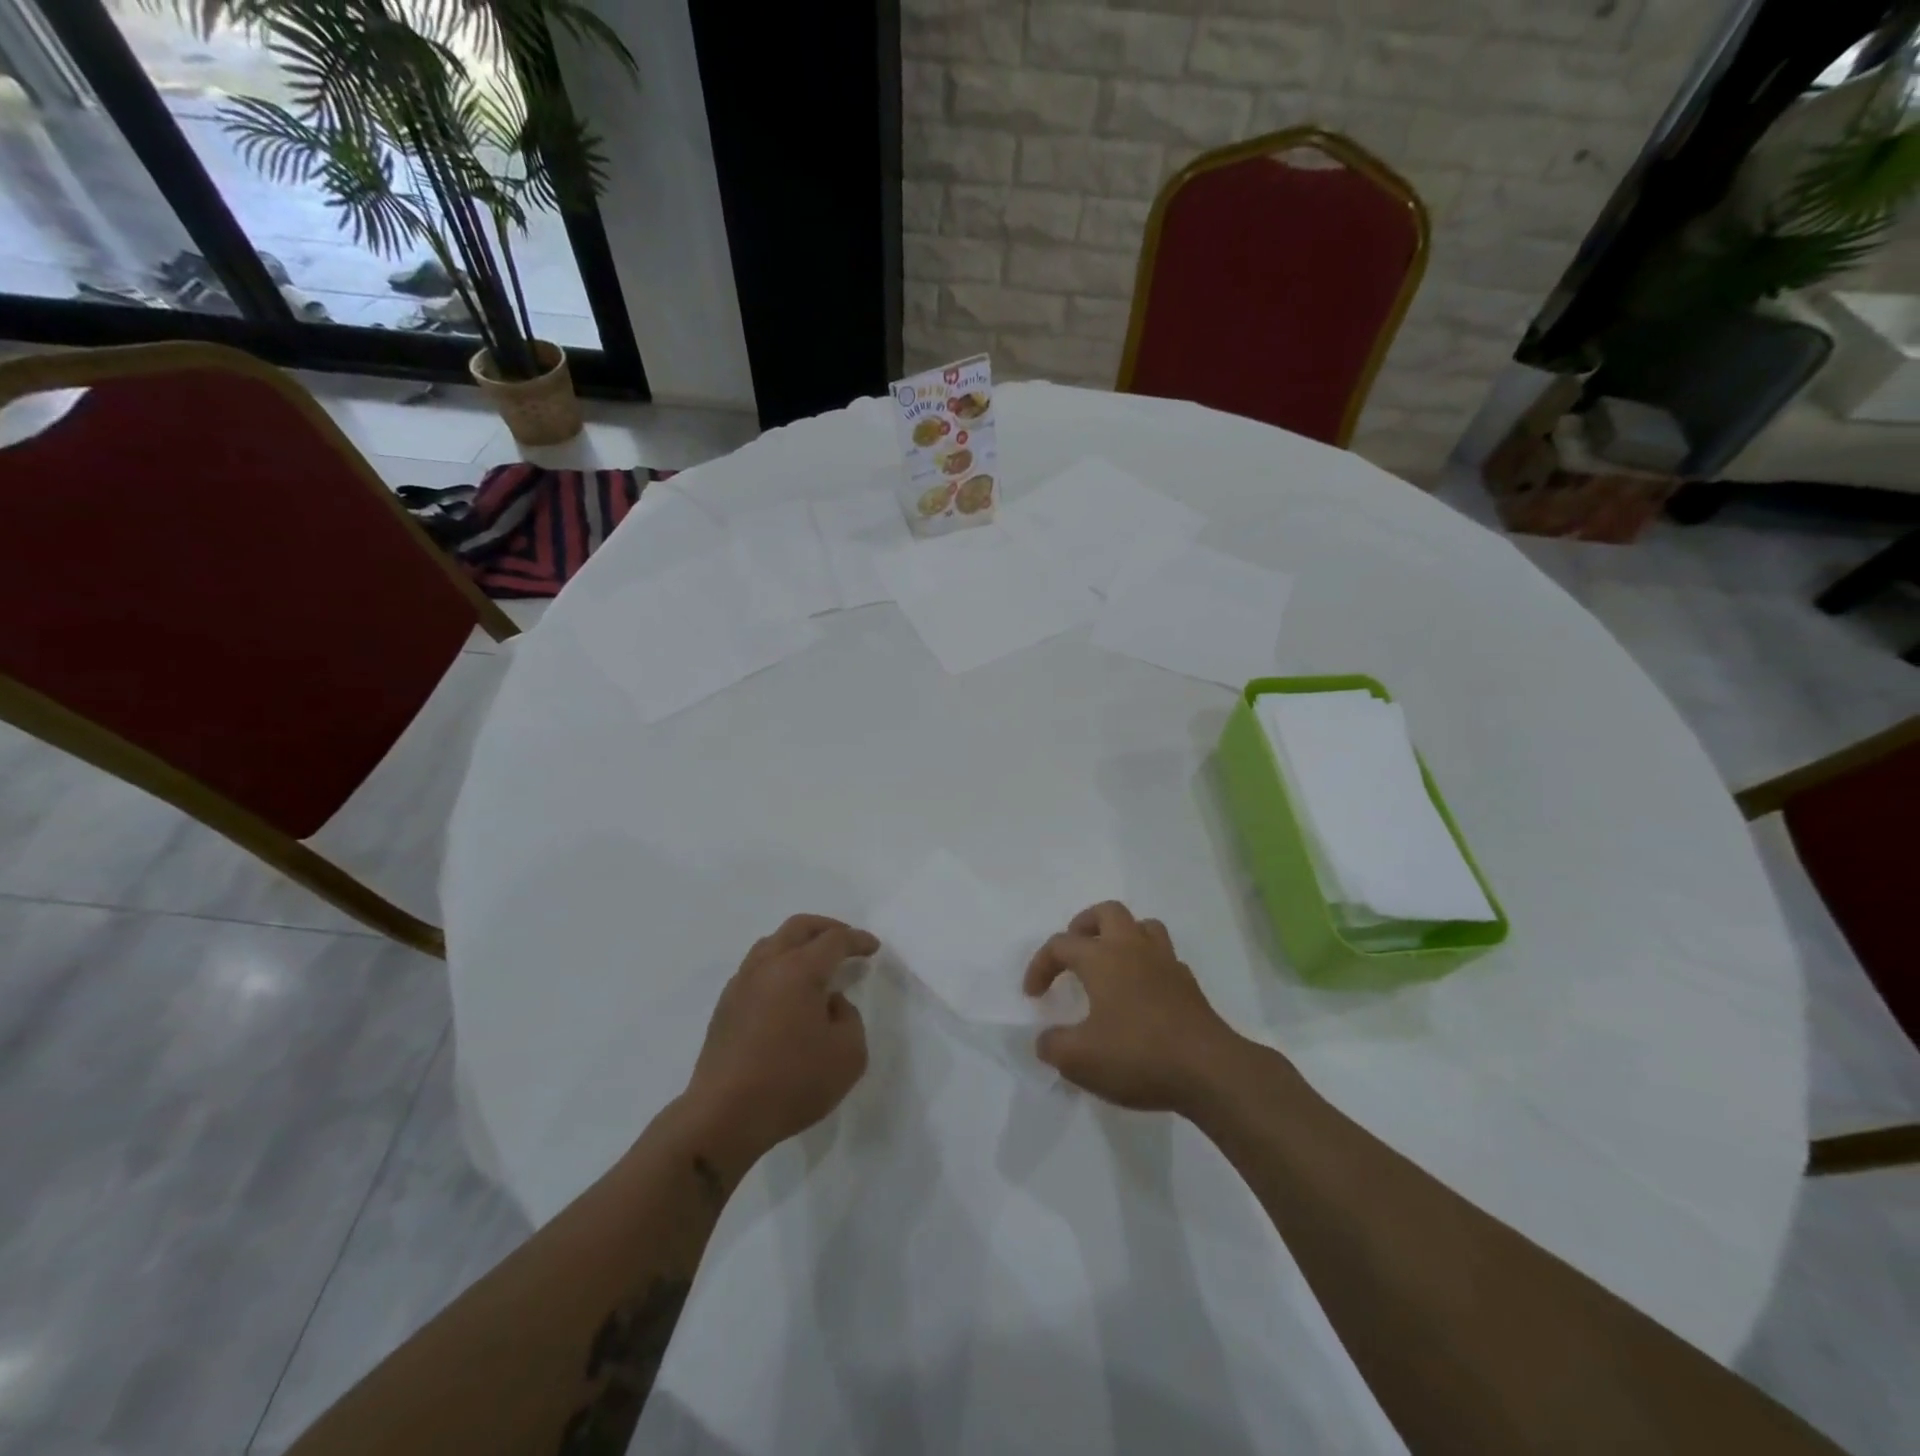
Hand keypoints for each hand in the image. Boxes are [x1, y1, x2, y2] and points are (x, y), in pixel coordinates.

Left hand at [682, 915, 878, 1169]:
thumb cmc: (792, 1083)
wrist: (724, 1116)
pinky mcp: (725, 1006)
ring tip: (816, 962)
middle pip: (798, 927)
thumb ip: (849, 1017)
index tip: (873, 947)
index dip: (857, 940)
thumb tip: (829, 1002)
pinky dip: (778, 965)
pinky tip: (787, 990)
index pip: (834, 940)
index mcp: (799, 970)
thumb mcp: (848, 1055)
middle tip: (846, 941)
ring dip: (798, 943)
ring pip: (772, 943)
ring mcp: (741, 984)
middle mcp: (767, 966)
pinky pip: (756, 967)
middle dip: (827, 928)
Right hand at [1024, 902, 1240, 1113]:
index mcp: (1102, 958)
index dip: (1040, 965)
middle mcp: (1133, 948)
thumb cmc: (1138, 1056)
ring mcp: (1165, 963)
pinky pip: (1164, 957)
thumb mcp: (1080, 1060)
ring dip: (1121, 936)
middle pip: (1107, 912)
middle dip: (1084, 925)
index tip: (1033, 995)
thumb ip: (1054, 1046)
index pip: (1061, 945)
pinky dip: (1147, 965)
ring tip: (1109, 963)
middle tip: (1074, 952)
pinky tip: (1141, 992)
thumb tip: (1046, 1040)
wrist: (1209, 1071)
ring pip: (1143, 926)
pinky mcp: (1188, 984)